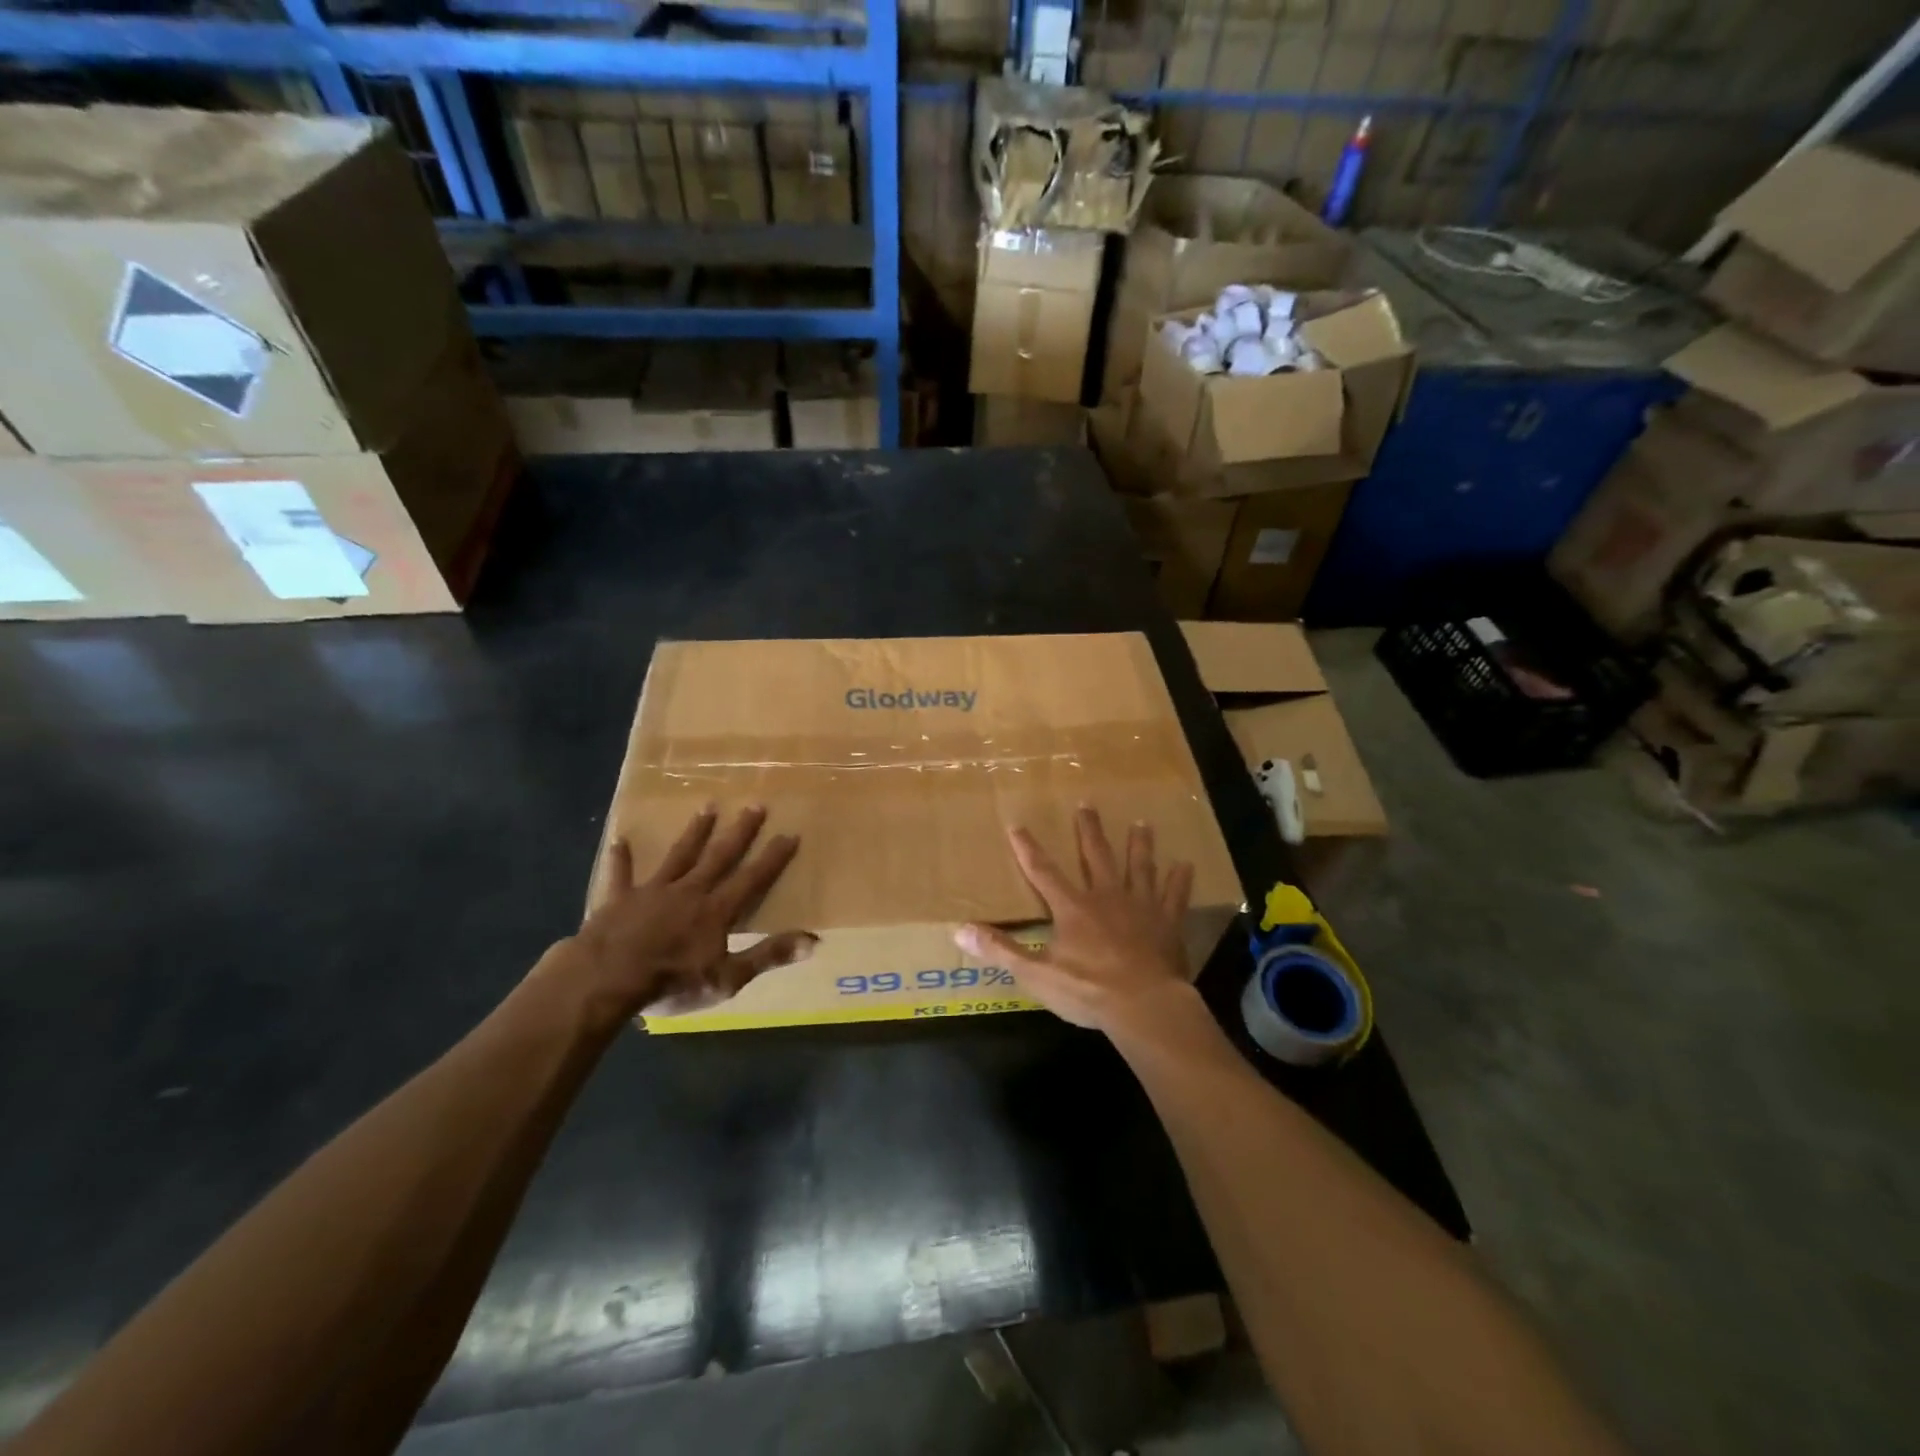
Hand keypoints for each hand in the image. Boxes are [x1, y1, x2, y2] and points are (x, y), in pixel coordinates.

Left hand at [555, 804, 812, 1020]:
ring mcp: (653, 891)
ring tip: (708, 806)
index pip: (752, 878)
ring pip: (679, 855)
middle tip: (756, 805)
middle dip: (740, 831)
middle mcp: (689, 891)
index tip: (790, 833)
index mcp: (716, 910)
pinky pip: (621, 874)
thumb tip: (814, 940)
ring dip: (695, 831)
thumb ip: (768, 956)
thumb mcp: (728, 978)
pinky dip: (622, 858)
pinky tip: (620, 839)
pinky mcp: (619, 899)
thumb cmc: (671, 981)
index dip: (773, 857)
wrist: (606, 979)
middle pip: (719, 856)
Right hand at [955, 807, 1196, 1036]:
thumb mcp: (1036, 974)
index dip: (1028, 848)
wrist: (1144, 1005)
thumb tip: (959, 931)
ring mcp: (1141, 906)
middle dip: (1088, 830)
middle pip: (1096, 856)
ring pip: (1139, 867)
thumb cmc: (1088, 990)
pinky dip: (1180, 880)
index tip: (1017, 824)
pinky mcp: (1167, 923)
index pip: (1043, 872)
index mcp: (1072, 908)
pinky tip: (1186, 865)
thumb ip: (1000, 950)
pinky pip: (1175, 896)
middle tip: (1087, 804)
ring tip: (1142, 823)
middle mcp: (1106, 897)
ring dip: (1139, 845)